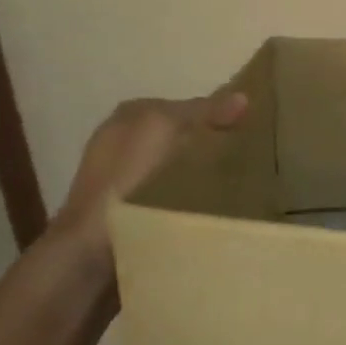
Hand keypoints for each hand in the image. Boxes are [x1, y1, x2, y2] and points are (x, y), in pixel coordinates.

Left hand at [50, 89, 248, 251]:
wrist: (92, 246)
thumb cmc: (128, 176)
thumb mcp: (166, 128)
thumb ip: (205, 111)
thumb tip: (244, 97)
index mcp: (132, 115)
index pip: (188, 107)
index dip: (219, 116)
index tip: (252, 133)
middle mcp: (127, 141)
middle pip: (186, 138)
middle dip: (214, 147)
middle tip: (251, 161)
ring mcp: (127, 178)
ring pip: (183, 167)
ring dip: (207, 175)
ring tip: (241, 186)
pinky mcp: (135, 210)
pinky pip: (177, 195)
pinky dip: (195, 198)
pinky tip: (212, 208)